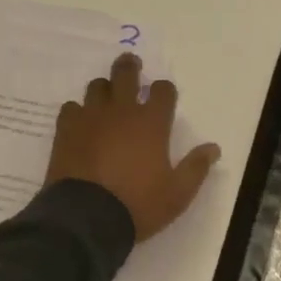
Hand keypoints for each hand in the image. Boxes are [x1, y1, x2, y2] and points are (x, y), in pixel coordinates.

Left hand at [45, 53, 220, 241]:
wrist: (86, 217)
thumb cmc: (138, 204)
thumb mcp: (177, 193)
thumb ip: (196, 167)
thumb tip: (213, 148)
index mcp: (152, 123)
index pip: (163, 91)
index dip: (165, 90)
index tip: (164, 95)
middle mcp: (122, 112)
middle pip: (126, 74)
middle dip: (130, 67)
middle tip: (131, 63)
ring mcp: (91, 118)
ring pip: (97, 87)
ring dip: (105, 88)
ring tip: (106, 96)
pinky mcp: (66, 130)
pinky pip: (71, 108)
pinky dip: (78, 111)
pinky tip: (81, 122)